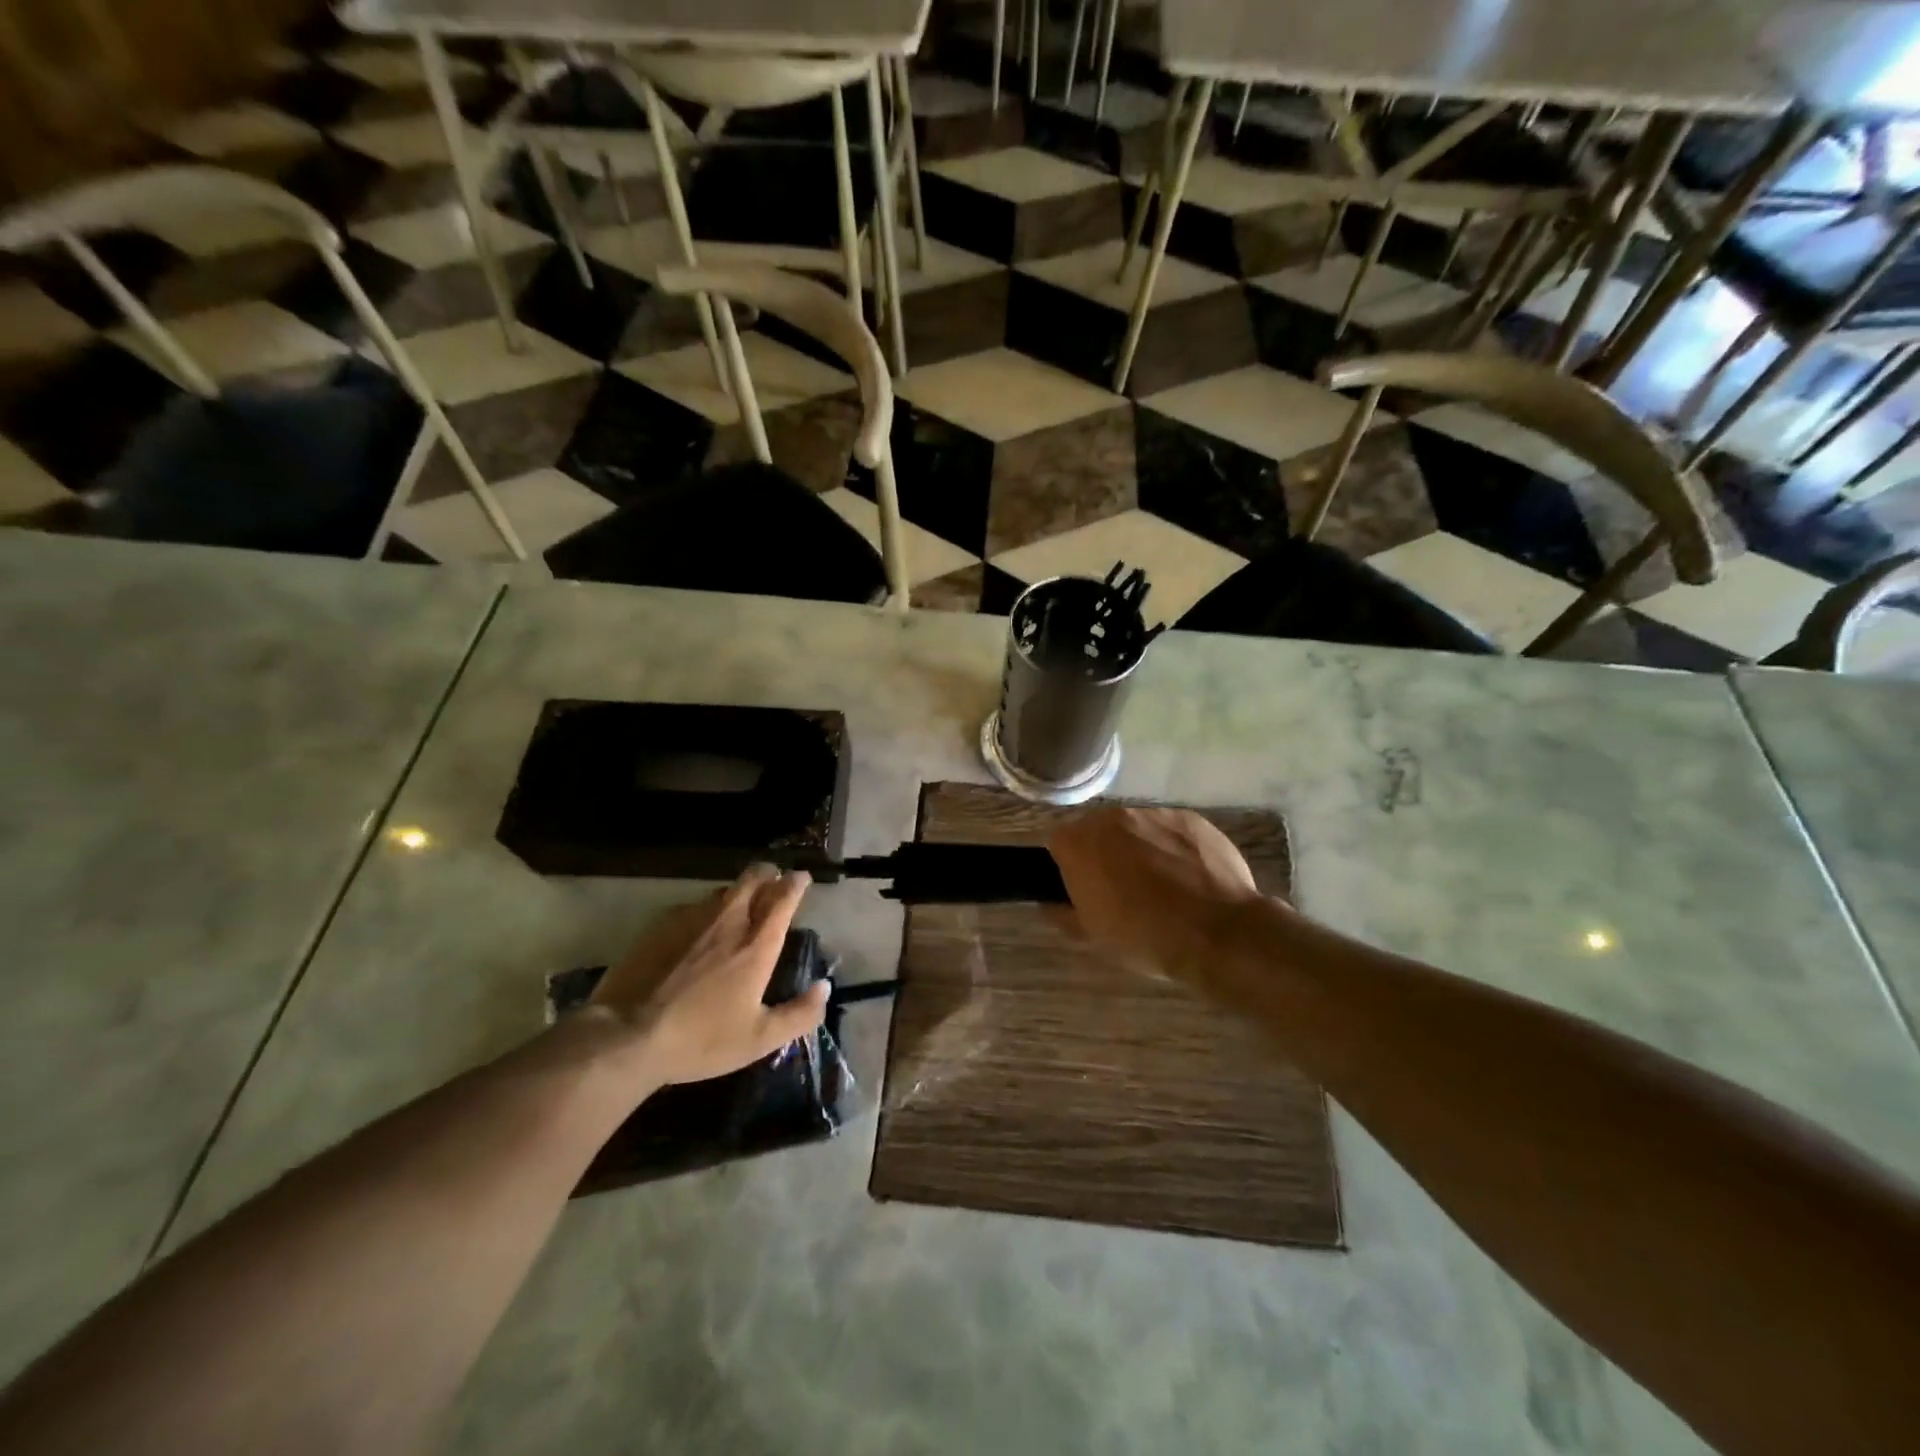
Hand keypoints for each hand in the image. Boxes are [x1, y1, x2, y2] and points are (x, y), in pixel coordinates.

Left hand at [591, 865, 827, 1086]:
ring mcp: (691, 917)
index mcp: (757, 944)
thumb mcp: (759, 1039)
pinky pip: (691, 907)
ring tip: (737, 908)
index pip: (784, 896)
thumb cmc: (700, 1039)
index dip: (796, 882)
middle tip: (773, 882)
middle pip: (754, 877)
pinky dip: (704, 912)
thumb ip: (800, 1014)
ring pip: (723, 890)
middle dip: (768, 874)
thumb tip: (825, 988)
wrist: (626, 1036)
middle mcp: (729, 920)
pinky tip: (696, 932)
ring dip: (737, 893)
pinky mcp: (660, 924)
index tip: (801, 878)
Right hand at [1048, 807, 1265, 979]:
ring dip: (1138, 848)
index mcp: (1080, 843)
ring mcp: (1154, 813)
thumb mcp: (1092, 936)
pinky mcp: (1191, 818)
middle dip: (1103, 853)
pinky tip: (1188, 878)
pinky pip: (1170, 830)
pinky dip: (1172, 848)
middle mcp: (1112, 817)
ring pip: (1135, 827)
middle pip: (1097, 830)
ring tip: (1160, 884)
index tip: (1084, 892)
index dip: (1068, 869)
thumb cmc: (1144, 937)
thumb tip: (1048, 904)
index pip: (1058, 844)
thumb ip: (1061, 914)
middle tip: (1120, 890)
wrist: (1218, 934)